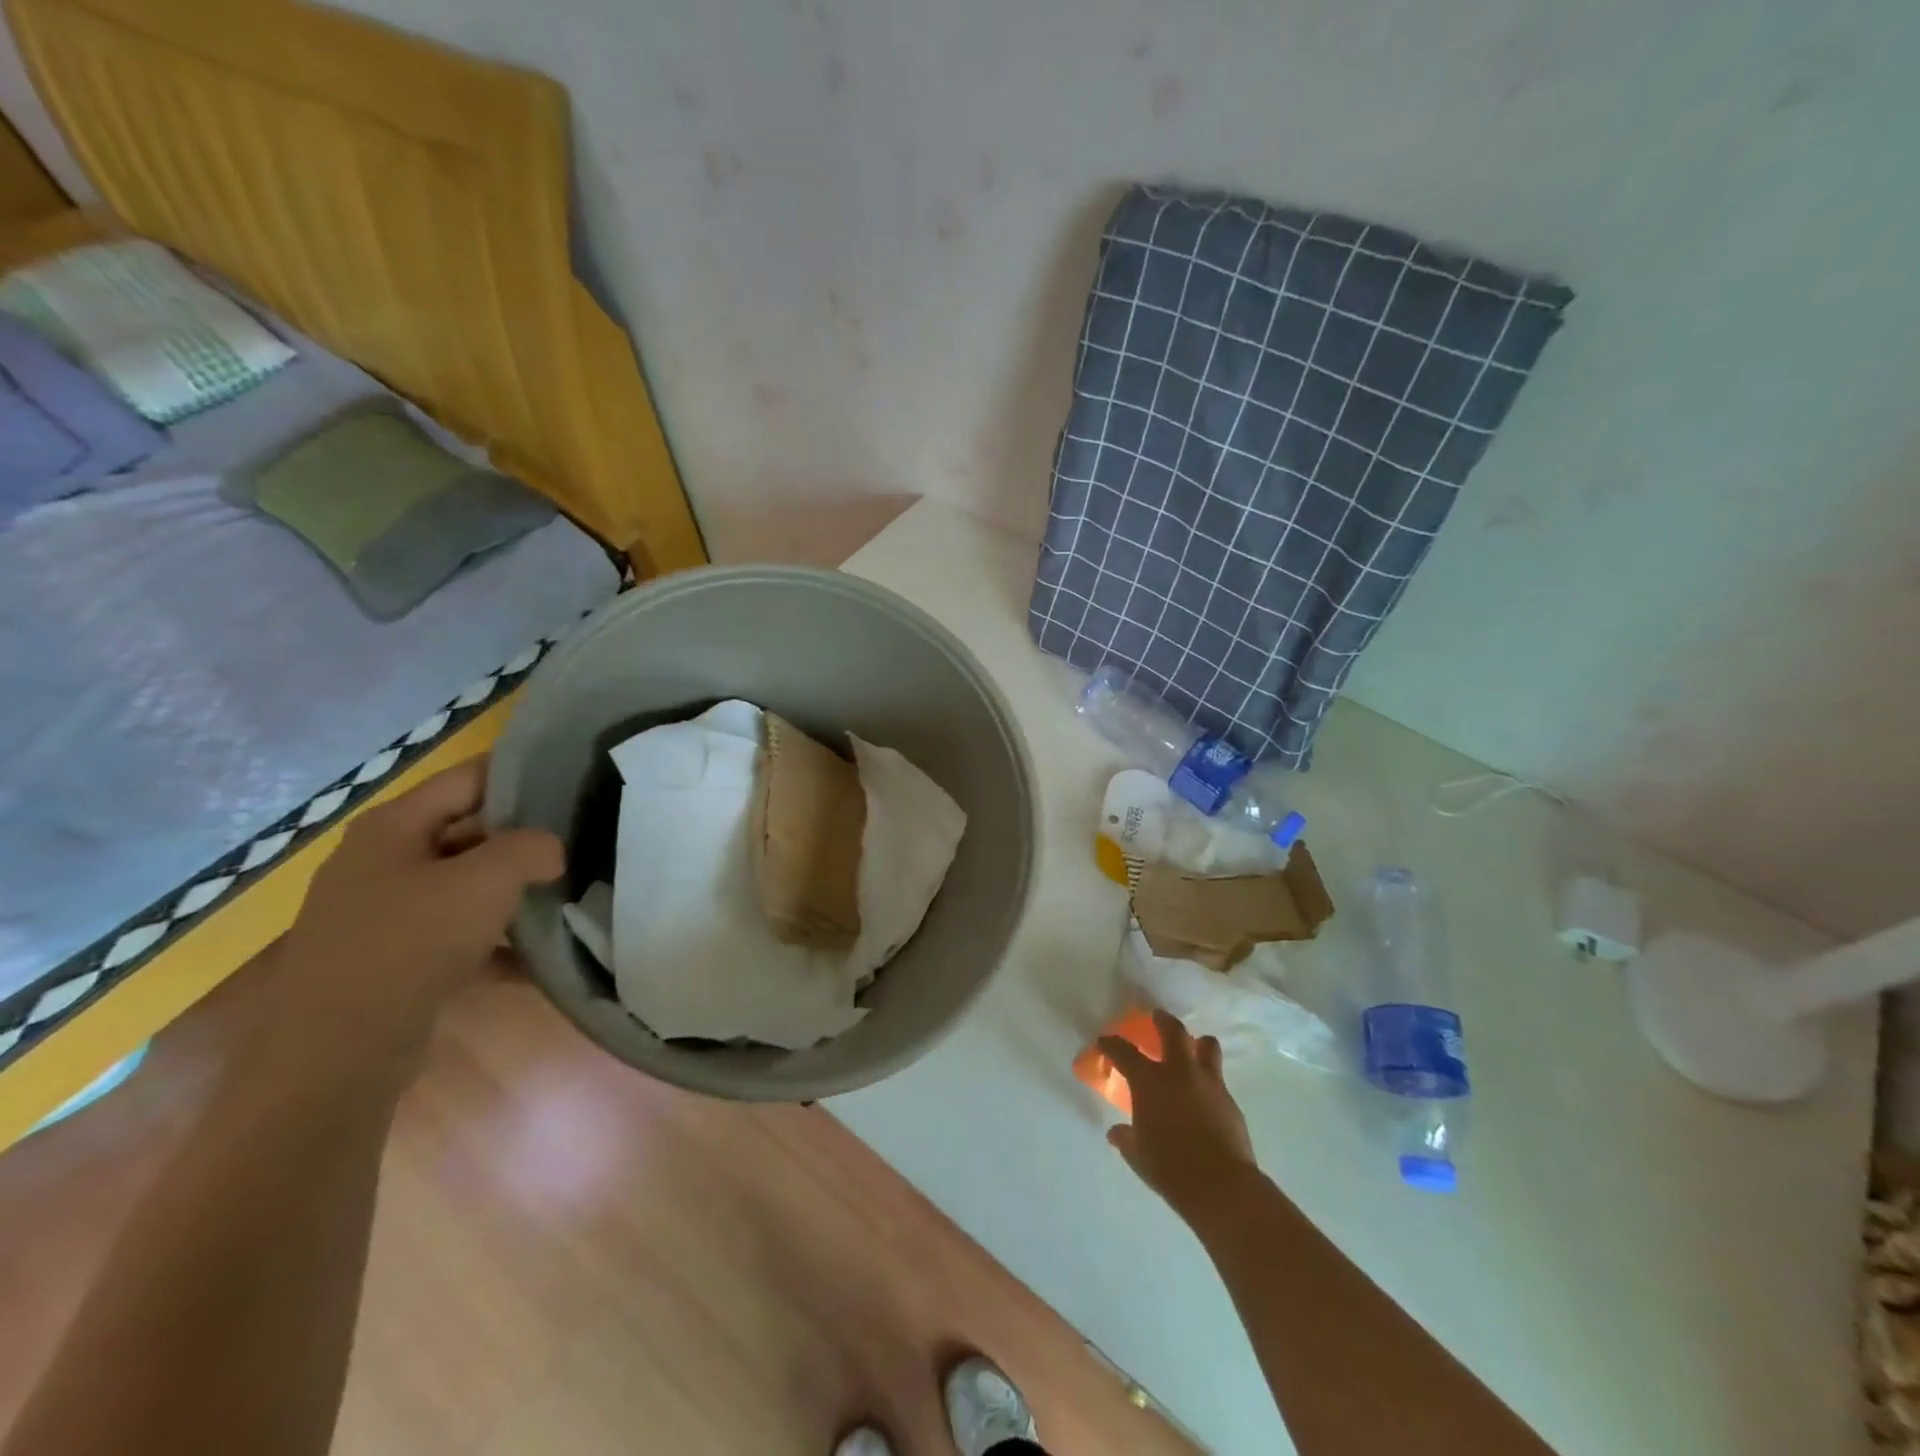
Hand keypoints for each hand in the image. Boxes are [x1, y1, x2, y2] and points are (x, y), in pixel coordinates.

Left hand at [246, 758, 562, 1090]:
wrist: (336, 1054)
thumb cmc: (410, 944)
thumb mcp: (486, 881)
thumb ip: (530, 848)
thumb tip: (551, 849)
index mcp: (392, 826)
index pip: (469, 778)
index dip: (523, 776)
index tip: (574, 785)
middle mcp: (381, 860)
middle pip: (469, 831)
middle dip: (523, 839)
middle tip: (579, 843)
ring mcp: (382, 912)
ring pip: (464, 885)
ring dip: (512, 892)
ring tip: (566, 895)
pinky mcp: (391, 958)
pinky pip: (454, 934)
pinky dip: (493, 942)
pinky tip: (536, 958)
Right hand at [1099, 1009, 1258, 1224]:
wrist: (1221, 1186)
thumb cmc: (1169, 1168)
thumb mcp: (1138, 1155)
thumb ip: (1126, 1139)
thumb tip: (1116, 1133)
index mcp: (1149, 1081)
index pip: (1124, 1052)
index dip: (1112, 1044)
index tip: (1105, 1041)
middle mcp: (1179, 1073)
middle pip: (1173, 1032)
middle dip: (1163, 1020)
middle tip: (1158, 1016)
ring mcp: (1209, 1083)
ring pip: (1207, 1046)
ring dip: (1198, 1043)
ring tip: (1193, 1046)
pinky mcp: (1230, 1101)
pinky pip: (1218, 1079)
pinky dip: (1209, 1080)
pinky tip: (1205, 1094)